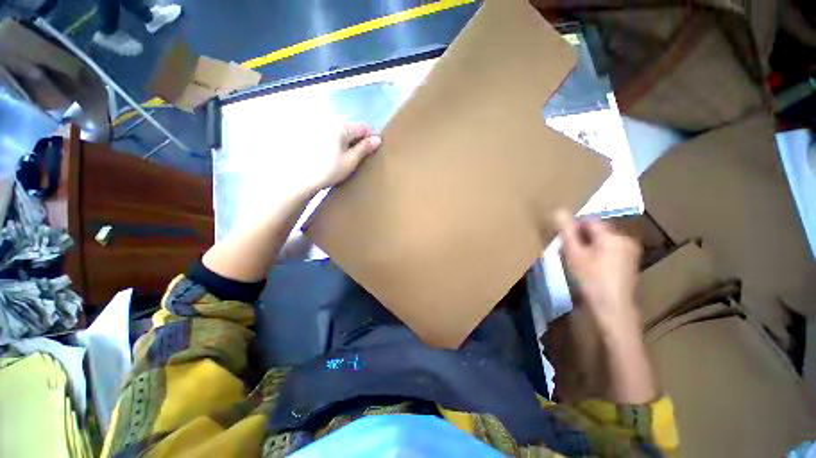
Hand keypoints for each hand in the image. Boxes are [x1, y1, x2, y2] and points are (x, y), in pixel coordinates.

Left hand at [308, 122, 381, 191]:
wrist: (302, 180)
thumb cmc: (329, 170)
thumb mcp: (351, 161)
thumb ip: (365, 148)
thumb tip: (377, 139)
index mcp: (342, 127)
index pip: (364, 127)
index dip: (371, 138)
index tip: (371, 152)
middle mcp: (331, 123)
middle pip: (352, 129)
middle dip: (358, 141)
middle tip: (358, 158)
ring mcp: (321, 129)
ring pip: (341, 134)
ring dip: (346, 143)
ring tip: (345, 159)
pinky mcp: (313, 137)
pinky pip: (331, 137)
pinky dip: (335, 145)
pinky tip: (333, 158)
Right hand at [555, 211, 641, 332]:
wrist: (615, 312)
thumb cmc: (593, 284)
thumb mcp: (575, 258)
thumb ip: (567, 233)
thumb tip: (558, 209)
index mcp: (611, 233)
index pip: (589, 220)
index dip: (575, 228)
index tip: (565, 242)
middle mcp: (624, 237)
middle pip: (600, 232)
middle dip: (585, 240)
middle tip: (572, 256)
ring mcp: (631, 252)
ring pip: (608, 243)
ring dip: (596, 249)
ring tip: (584, 267)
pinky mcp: (633, 265)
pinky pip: (616, 254)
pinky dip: (606, 259)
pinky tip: (598, 274)